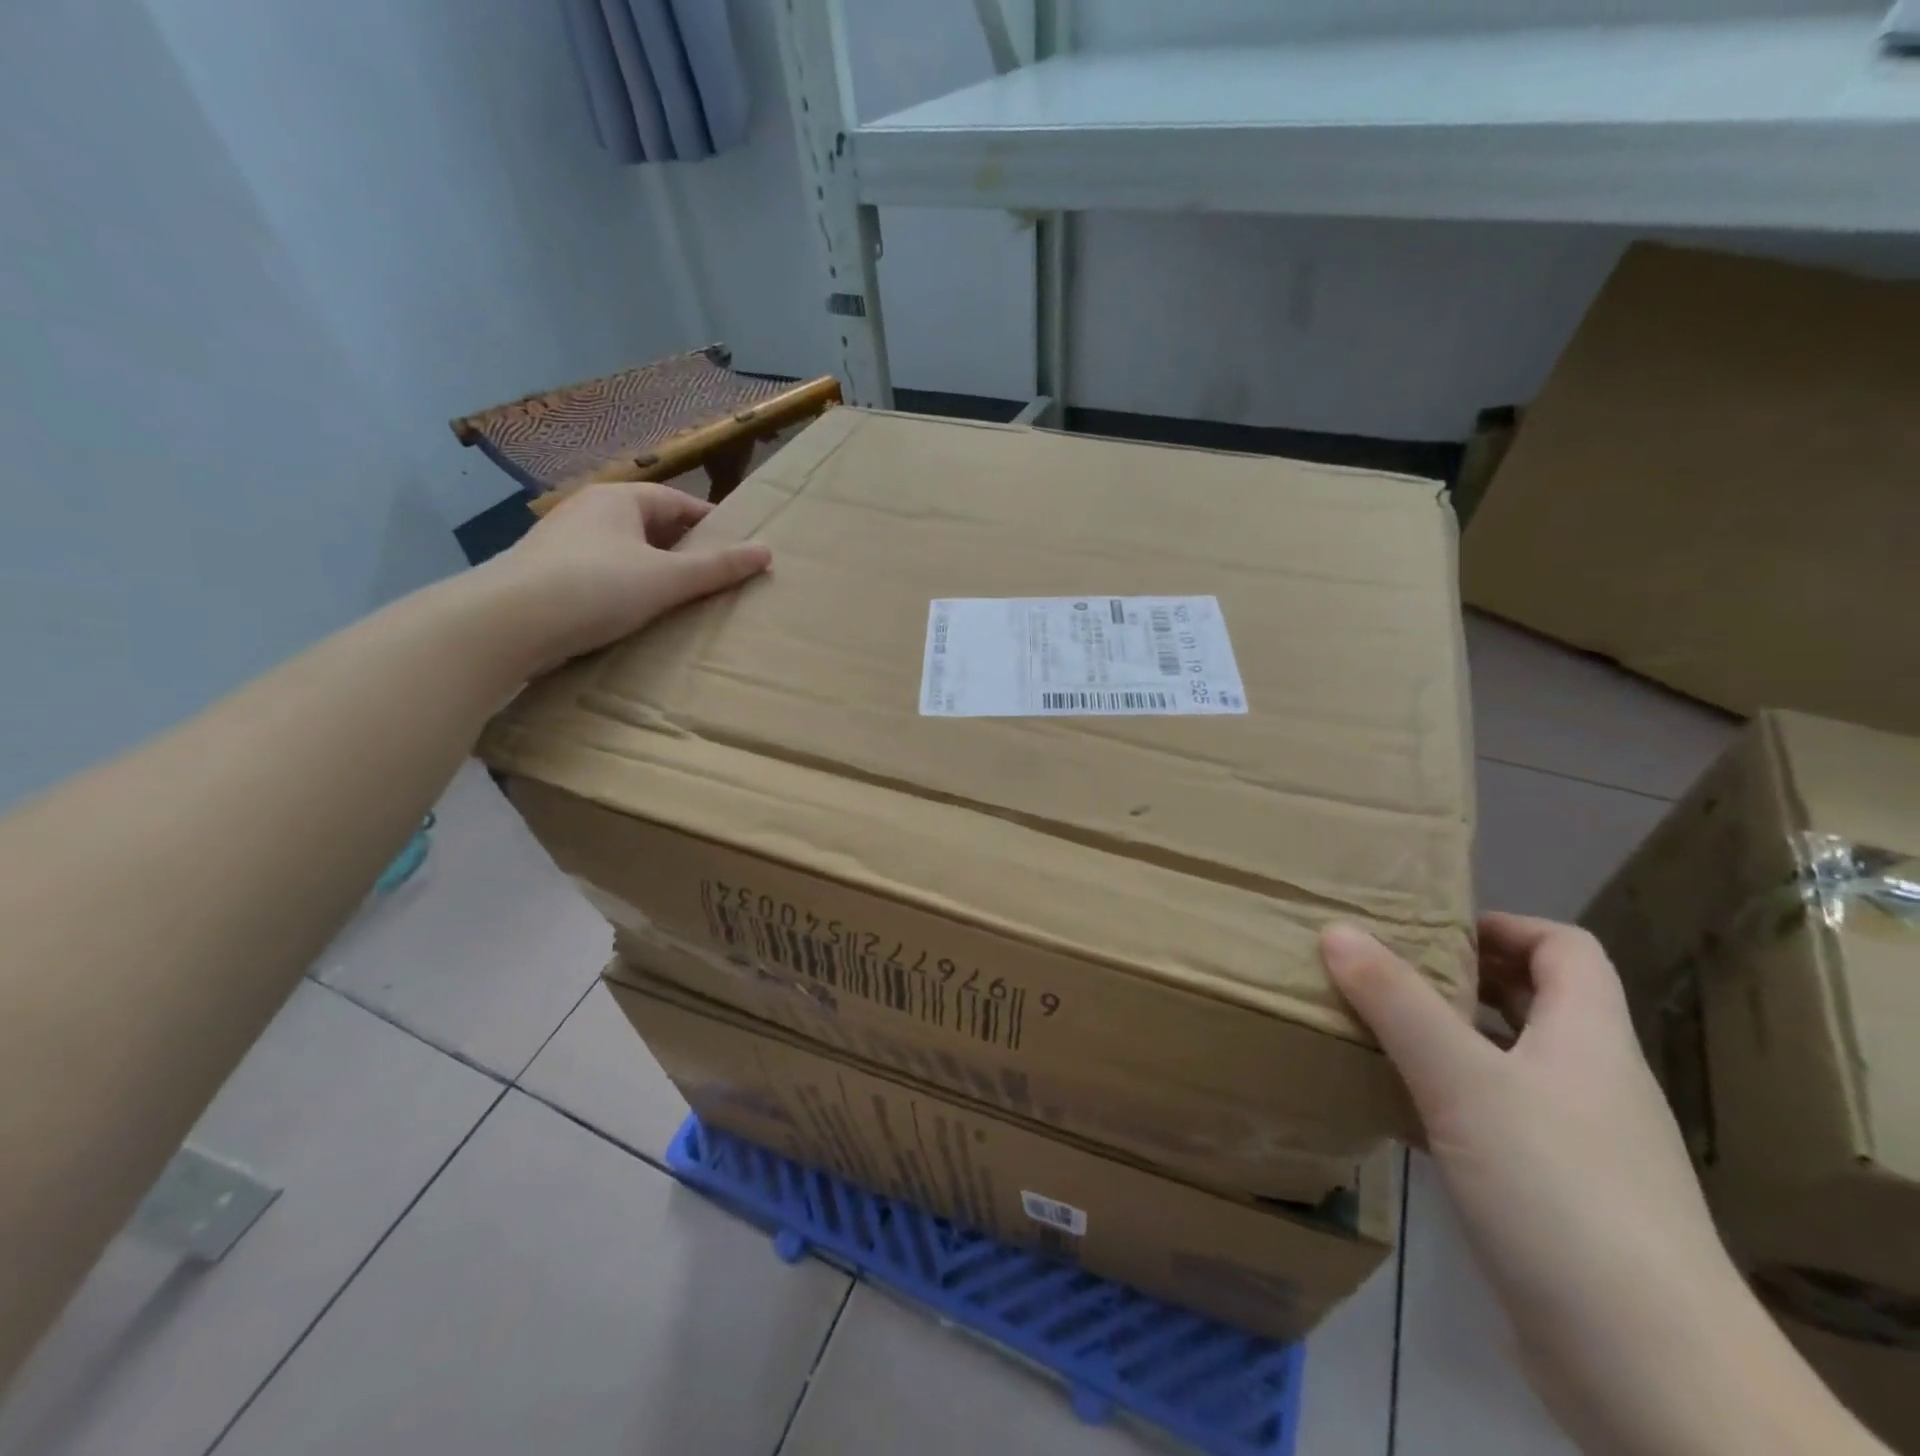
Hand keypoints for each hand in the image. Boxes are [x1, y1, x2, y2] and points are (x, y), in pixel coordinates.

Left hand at [482, 481, 770, 674]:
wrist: (507, 622)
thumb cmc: (595, 587)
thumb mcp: (667, 578)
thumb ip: (717, 567)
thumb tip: (766, 552)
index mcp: (619, 499)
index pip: (678, 502)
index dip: (711, 524)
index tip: (737, 549)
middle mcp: (589, 510)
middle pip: (651, 525)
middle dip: (683, 548)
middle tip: (715, 578)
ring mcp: (563, 542)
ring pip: (625, 551)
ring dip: (653, 570)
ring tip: (681, 599)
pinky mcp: (547, 574)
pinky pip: (602, 573)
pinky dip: (625, 587)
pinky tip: (636, 614)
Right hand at [1320, 916, 1877, 1455]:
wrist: (1649, 1372)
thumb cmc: (1560, 1192)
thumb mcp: (1464, 1082)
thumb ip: (1397, 1003)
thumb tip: (1336, 930)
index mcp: (1588, 1039)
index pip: (1565, 949)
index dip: (1503, 925)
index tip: (1427, 926)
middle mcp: (1587, 1082)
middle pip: (1529, 1002)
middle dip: (1456, 977)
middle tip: (1378, 966)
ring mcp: (1572, 1143)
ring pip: (1500, 1062)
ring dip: (1440, 1038)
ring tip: (1367, 1024)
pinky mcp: (1547, 1196)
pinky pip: (1486, 1120)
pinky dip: (1438, 1098)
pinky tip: (1387, 1105)